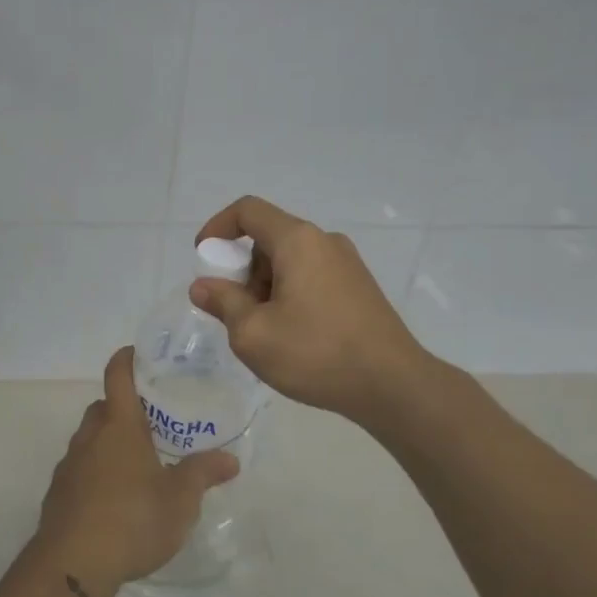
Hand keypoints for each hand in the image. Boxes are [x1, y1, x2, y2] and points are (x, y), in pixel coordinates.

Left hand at [29, 347, 240, 595]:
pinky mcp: (58, 494)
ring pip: (89, 439)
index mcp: (119, 427)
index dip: (127, 359)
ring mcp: (69, 465)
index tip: (140, 355)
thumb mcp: (180, 500)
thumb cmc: (132, 519)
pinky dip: (96, 472)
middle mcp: (90, 437)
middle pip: (103, 407)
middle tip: (153, 421)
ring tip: (138, 464)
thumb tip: (230, 459)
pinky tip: (115, 499)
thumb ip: (203, 474)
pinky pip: (80, 469)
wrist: (72, 565)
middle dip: (123, 408)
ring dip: (109, 442)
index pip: (117, 375)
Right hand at [190, 195, 447, 426]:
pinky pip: (312, 277)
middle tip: (234, 310)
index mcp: (297, 241)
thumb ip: (223, 302)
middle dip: (242, 269)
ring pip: (290, 261)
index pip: (248, 211)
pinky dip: (290, 294)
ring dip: (265, 286)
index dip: (217, 227)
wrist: (393, 386)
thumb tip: (203, 287)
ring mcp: (348, 264)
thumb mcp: (253, 333)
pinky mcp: (360, 288)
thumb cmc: (316, 353)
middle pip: (269, 238)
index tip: (203, 259)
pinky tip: (293, 336)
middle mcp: (325, 242)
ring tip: (264, 332)